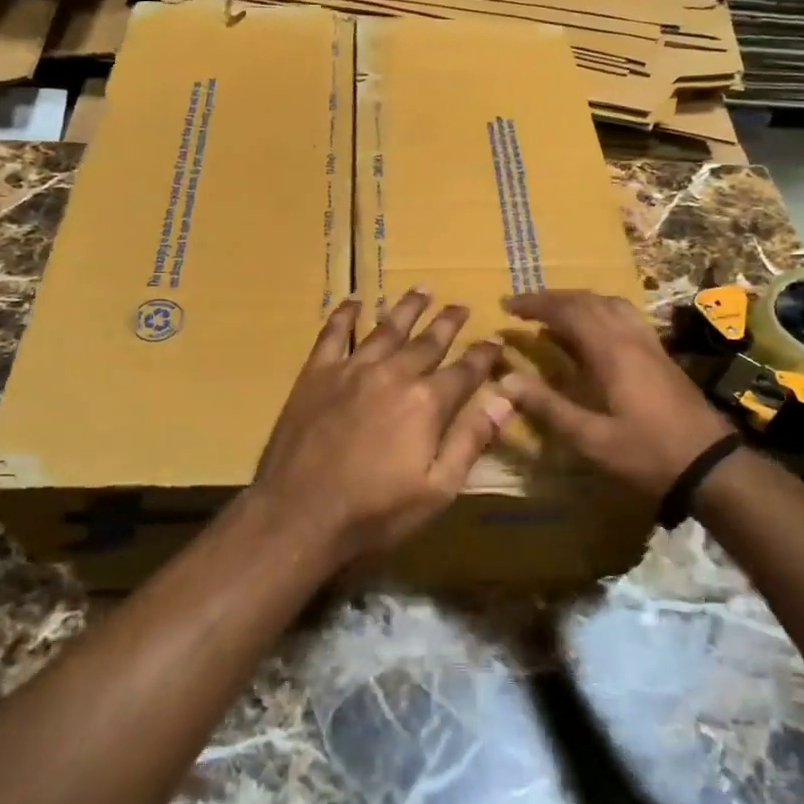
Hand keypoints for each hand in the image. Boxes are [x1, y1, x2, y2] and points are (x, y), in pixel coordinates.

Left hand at [249, 288, 512, 563]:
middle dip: (448, 323)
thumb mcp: (437, 489)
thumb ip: (471, 440)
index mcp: (425, 403)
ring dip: (406, 308)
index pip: (464, 370)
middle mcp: (392, 374)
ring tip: (421, 289)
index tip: (495, 340)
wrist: (299, 514)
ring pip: (386, 328)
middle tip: (461, 306)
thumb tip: (505, 398)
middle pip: (427, 342)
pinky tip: (353, 301)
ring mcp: (352, 369)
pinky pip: (333, 334)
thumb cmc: (374, 511)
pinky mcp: (317, 374)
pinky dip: (344, 314)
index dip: (483, 355)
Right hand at [498, 289, 735, 500]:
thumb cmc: (647, 454)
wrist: (711, 466)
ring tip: (553, 313)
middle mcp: (630, 337)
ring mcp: (649, 343)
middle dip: (552, 298)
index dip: (535, 304)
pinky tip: (592, 332)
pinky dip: (599, 311)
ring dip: (577, 301)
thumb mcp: (591, 439)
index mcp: (611, 351)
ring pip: (609, 303)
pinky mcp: (661, 354)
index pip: (567, 311)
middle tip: (522, 306)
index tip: (507, 306)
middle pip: (588, 300)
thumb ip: (548, 407)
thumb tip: (506, 380)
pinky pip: (624, 316)